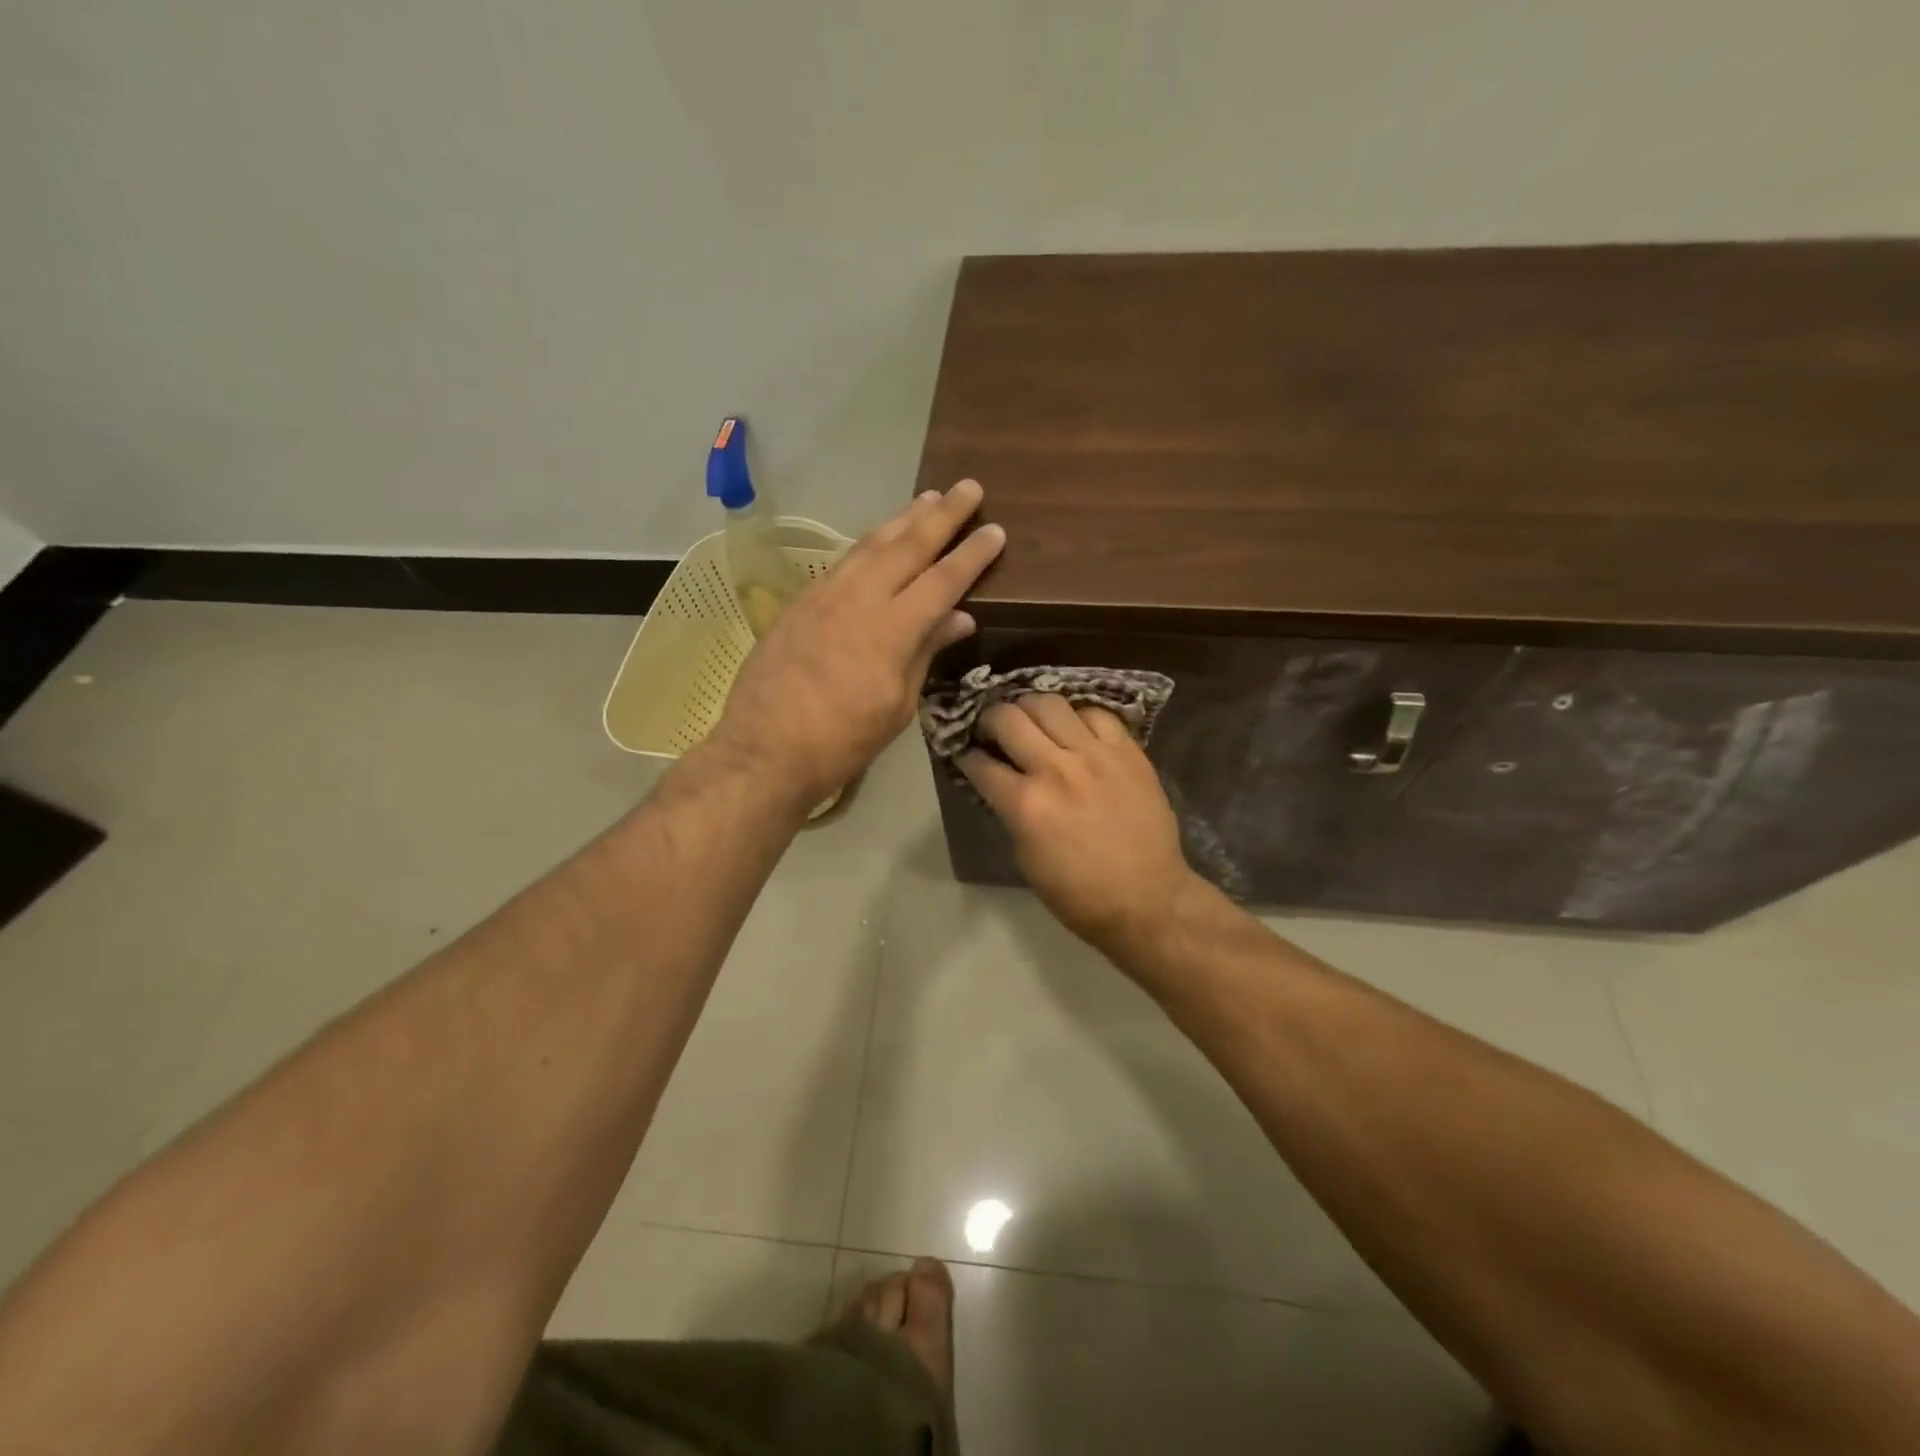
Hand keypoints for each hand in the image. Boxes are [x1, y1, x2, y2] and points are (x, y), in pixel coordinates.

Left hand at [710, 479, 1004, 805]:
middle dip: (942, 515)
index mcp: (890, 630)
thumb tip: (959, 618)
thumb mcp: (897, 707)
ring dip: (903, 518)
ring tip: (928, 497)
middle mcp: (858, 598)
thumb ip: (926, 653)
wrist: (764, 750)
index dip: (971, 555)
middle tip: (968, 487)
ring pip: (871, 544)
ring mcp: (825, 595)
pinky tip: (880, 537)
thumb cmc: (841, 741)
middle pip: (907, 546)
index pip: (942, 580)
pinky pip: (844, 560)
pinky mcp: (801, 601)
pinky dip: (870, 542)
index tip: (995, 530)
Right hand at [959, 695, 1200, 954]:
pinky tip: (1075, 729)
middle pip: (1008, 717)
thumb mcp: (1025, 858)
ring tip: (1031, 719)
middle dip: (990, 719)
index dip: (965, 755)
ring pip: (1050, 703)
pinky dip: (1078, 717)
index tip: (966, 752)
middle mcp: (1056, 769)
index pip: (979, 762)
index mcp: (1026, 804)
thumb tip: (1001, 784)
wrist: (1148, 899)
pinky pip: (1096, 713)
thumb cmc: (1078, 893)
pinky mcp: (1128, 751)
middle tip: (993, 729)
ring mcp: (1096, 755)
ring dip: (1030, 708)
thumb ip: (1011, 812)